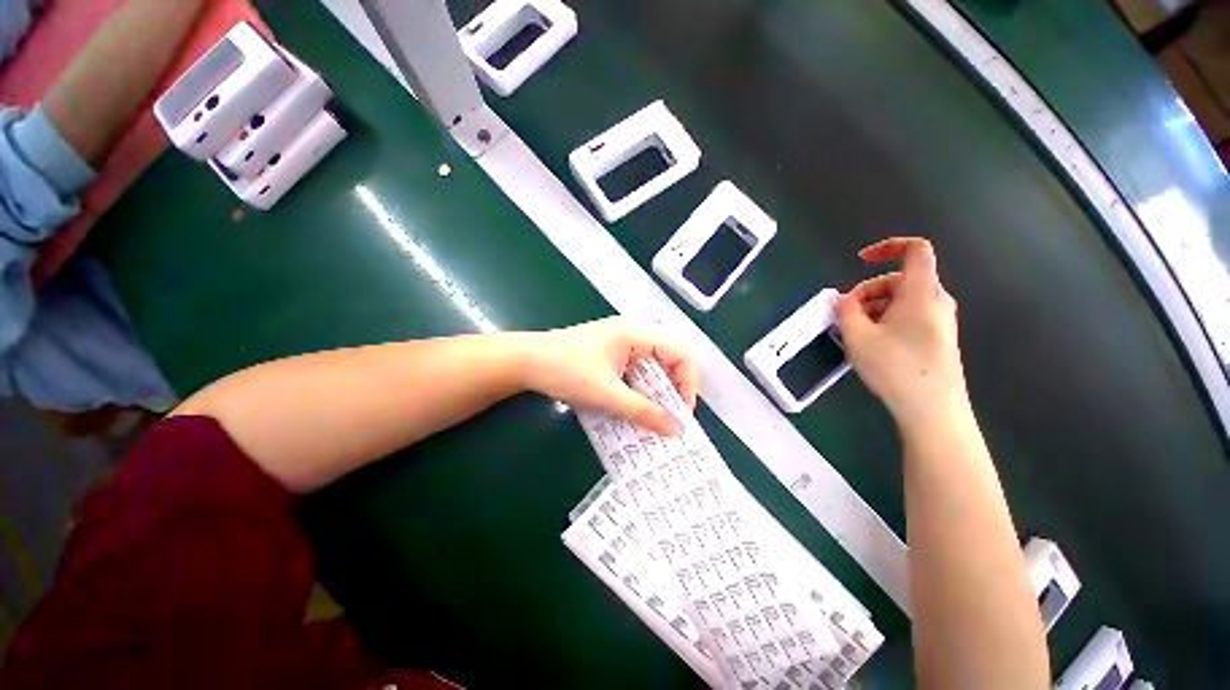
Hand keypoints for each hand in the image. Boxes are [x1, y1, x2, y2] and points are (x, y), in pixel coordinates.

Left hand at [525, 317, 699, 435]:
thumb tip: (675, 430)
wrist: (525, 362)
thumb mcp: (606, 394)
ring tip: (653, 418)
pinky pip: (636, 371)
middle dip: (672, 390)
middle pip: (669, 359)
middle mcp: (634, 333)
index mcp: (637, 333)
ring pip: (653, 368)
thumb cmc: (565, 370)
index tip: (681, 412)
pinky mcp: (611, 353)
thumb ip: (642, 411)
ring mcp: (622, 342)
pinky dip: (639, 390)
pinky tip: (633, 408)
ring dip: (655, 393)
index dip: (688, 382)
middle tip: (669, 418)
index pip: (682, 353)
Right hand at [836, 238, 969, 430]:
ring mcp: (940, 320)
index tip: (861, 260)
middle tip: (846, 315)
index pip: (915, 250)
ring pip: (903, 299)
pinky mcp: (938, 337)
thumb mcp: (858, 337)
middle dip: (868, 292)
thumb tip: (841, 298)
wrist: (933, 410)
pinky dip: (887, 320)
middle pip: (900, 280)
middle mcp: (936, 301)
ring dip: (875, 308)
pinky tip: (873, 343)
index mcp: (921, 292)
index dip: (888, 246)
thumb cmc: (895, 368)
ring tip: (856, 334)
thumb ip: (845, 310)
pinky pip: (909, 316)